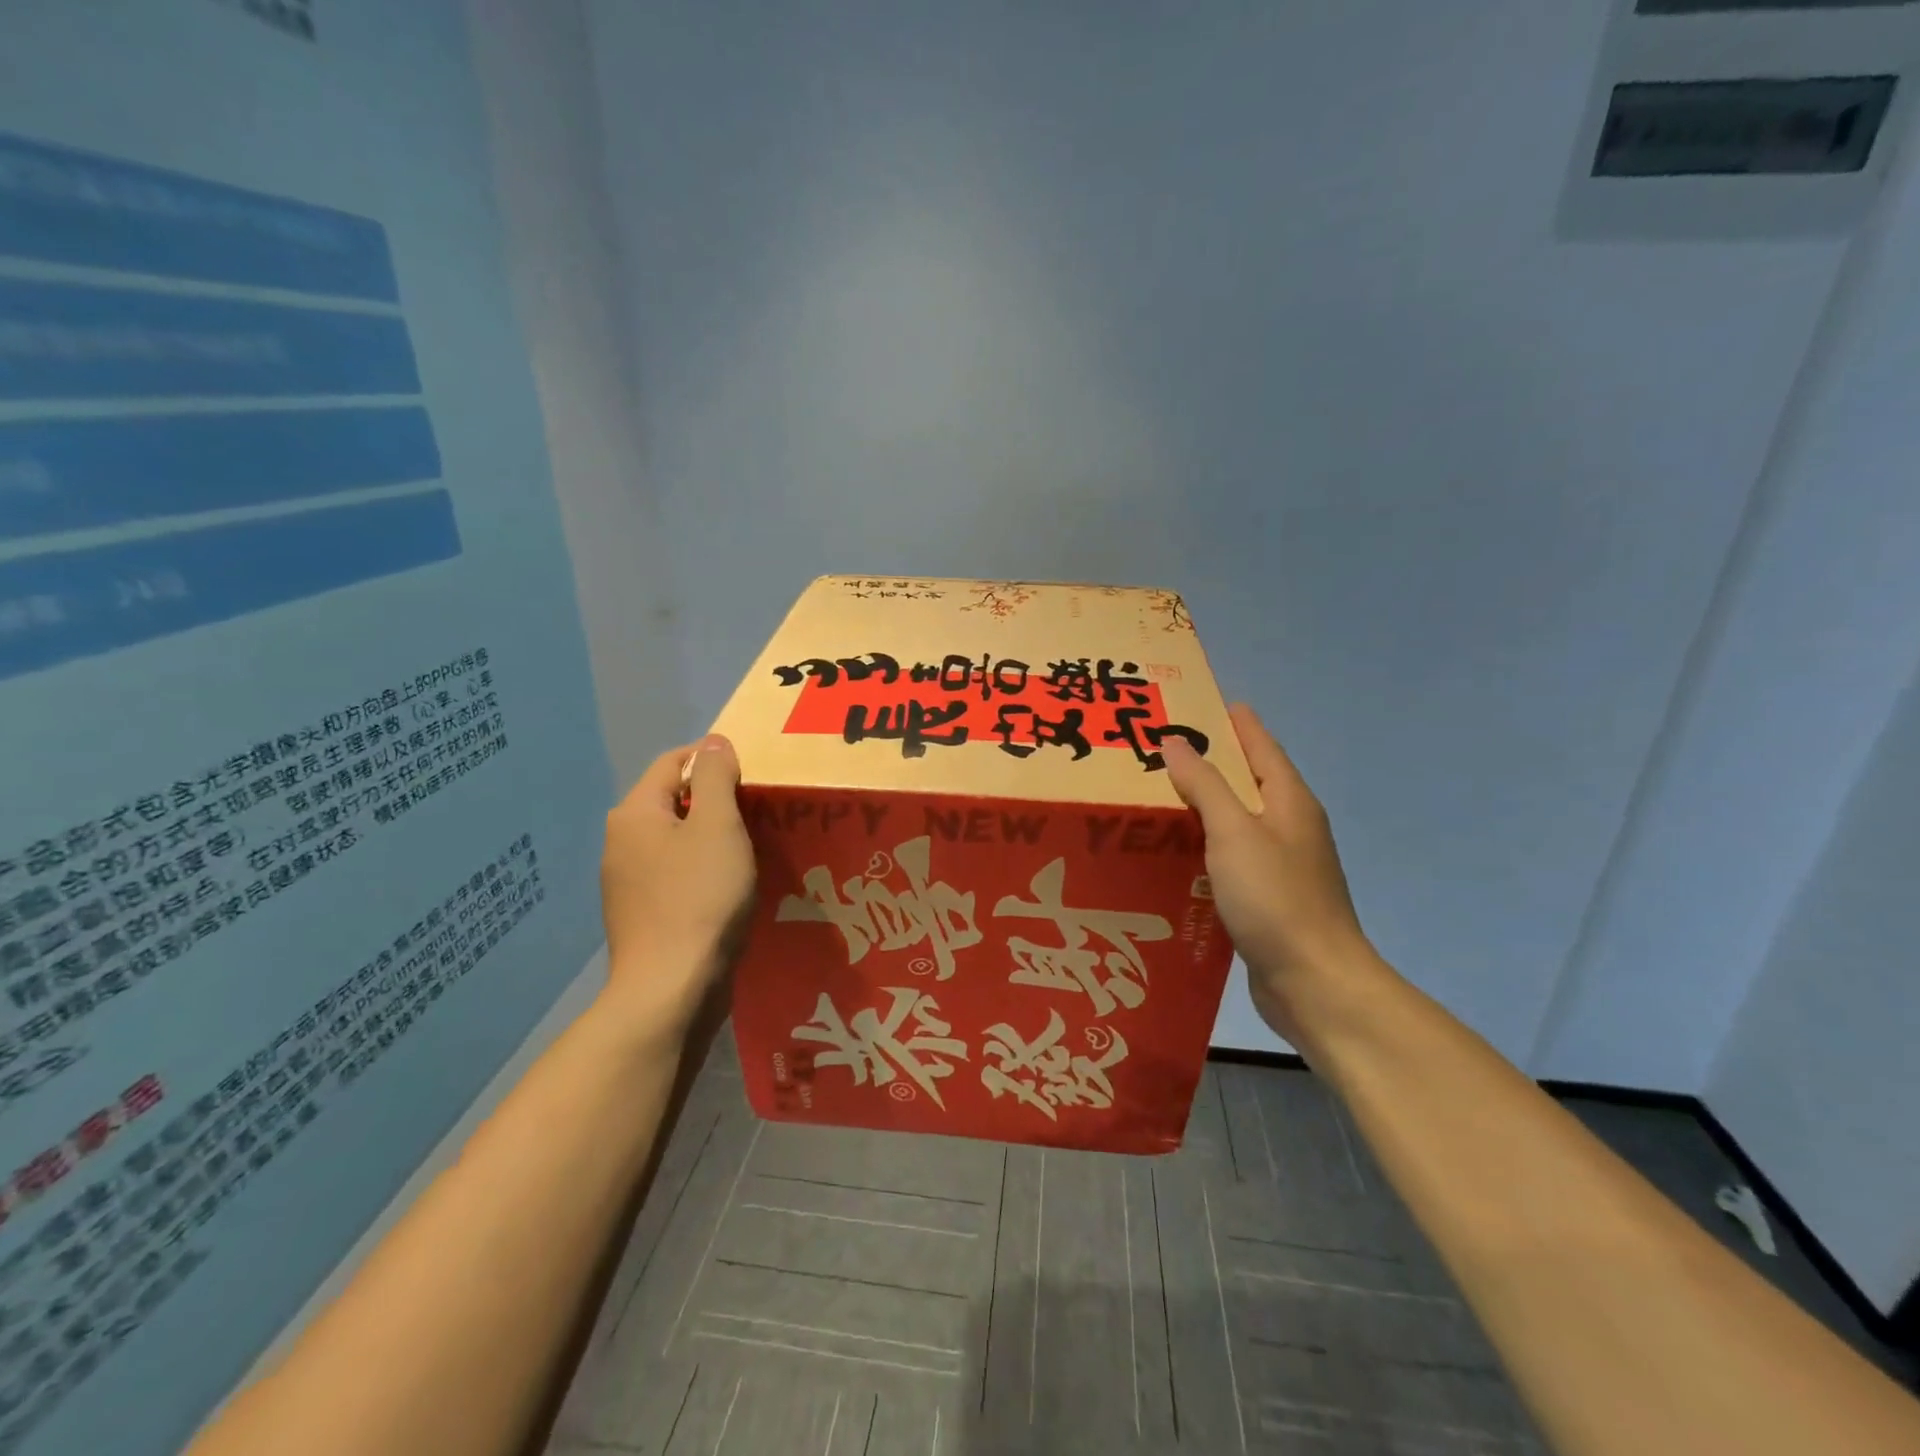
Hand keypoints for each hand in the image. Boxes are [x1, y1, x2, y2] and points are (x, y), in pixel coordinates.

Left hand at [597, 735, 755, 1045]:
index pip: (673, 762)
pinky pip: (674, 873)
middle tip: (758, 812)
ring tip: (750, 848)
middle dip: (714, 799)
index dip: (712, 758)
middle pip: (672, 800)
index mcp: (635, 813)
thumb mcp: (718, 825)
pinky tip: (727, 887)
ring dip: (710, 836)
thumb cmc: (700, 897)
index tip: (753, 774)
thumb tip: (713, 742)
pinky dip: (701, 869)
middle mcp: (621, 841)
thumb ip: (715, 777)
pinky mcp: (641, 914)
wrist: (670, 988)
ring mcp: (627, 882)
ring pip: (675, 840)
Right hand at [1161, 705, 1380, 1042]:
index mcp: (1290, 802)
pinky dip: (1207, 846)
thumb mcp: (1234, 832)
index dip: (1237, 723)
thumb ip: (1204, 785)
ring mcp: (1283, 865)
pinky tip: (1176, 854)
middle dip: (1213, 762)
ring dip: (1206, 806)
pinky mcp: (1270, 898)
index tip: (1207, 703)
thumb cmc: (1275, 898)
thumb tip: (1177, 742)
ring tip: (1160, 796)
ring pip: (1239, 821)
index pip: (1261, 747)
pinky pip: (1232, 857)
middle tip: (1165, 749)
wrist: (1315, 982)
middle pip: (1250, 781)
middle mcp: (1291, 827)